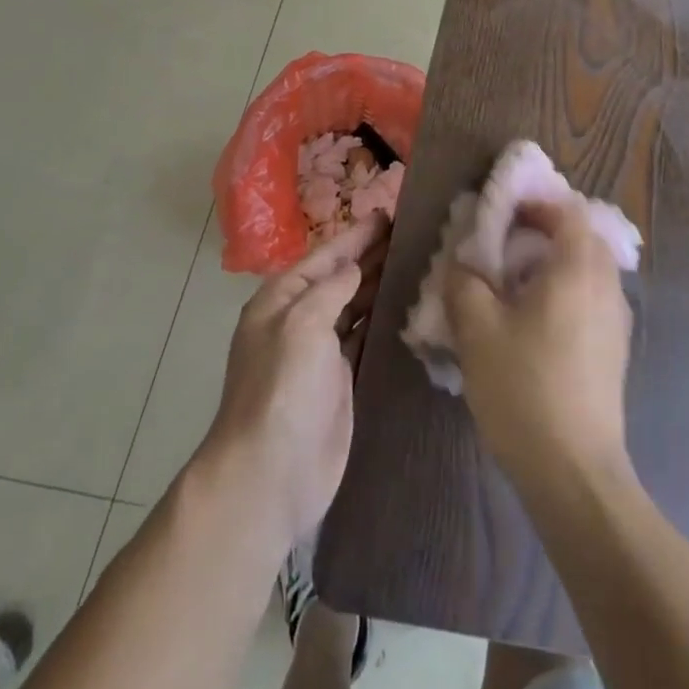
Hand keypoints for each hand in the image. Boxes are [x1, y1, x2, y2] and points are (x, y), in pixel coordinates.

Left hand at [197, 216, 387, 552]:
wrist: (269, 476)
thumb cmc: (281, 390)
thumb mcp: (301, 325)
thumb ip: (330, 289)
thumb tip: (355, 268)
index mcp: (282, 299)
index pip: (327, 255)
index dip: (358, 234)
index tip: (391, 212)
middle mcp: (300, 319)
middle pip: (343, 277)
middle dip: (373, 254)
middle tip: (414, 231)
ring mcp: (321, 352)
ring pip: (357, 305)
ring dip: (381, 284)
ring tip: (418, 260)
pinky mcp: (341, 380)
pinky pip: (366, 337)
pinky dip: (384, 319)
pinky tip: (408, 306)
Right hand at [444, 200, 634, 492]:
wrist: (575, 472)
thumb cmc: (524, 388)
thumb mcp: (477, 331)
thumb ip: (464, 284)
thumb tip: (463, 265)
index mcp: (578, 267)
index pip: (568, 210)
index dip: (536, 205)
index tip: (502, 216)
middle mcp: (606, 284)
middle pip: (582, 237)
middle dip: (545, 233)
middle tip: (505, 249)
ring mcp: (617, 319)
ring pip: (589, 270)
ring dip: (556, 265)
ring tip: (516, 288)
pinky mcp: (616, 350)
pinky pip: (592, 299)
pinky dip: (567, 293)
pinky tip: (536, 325)